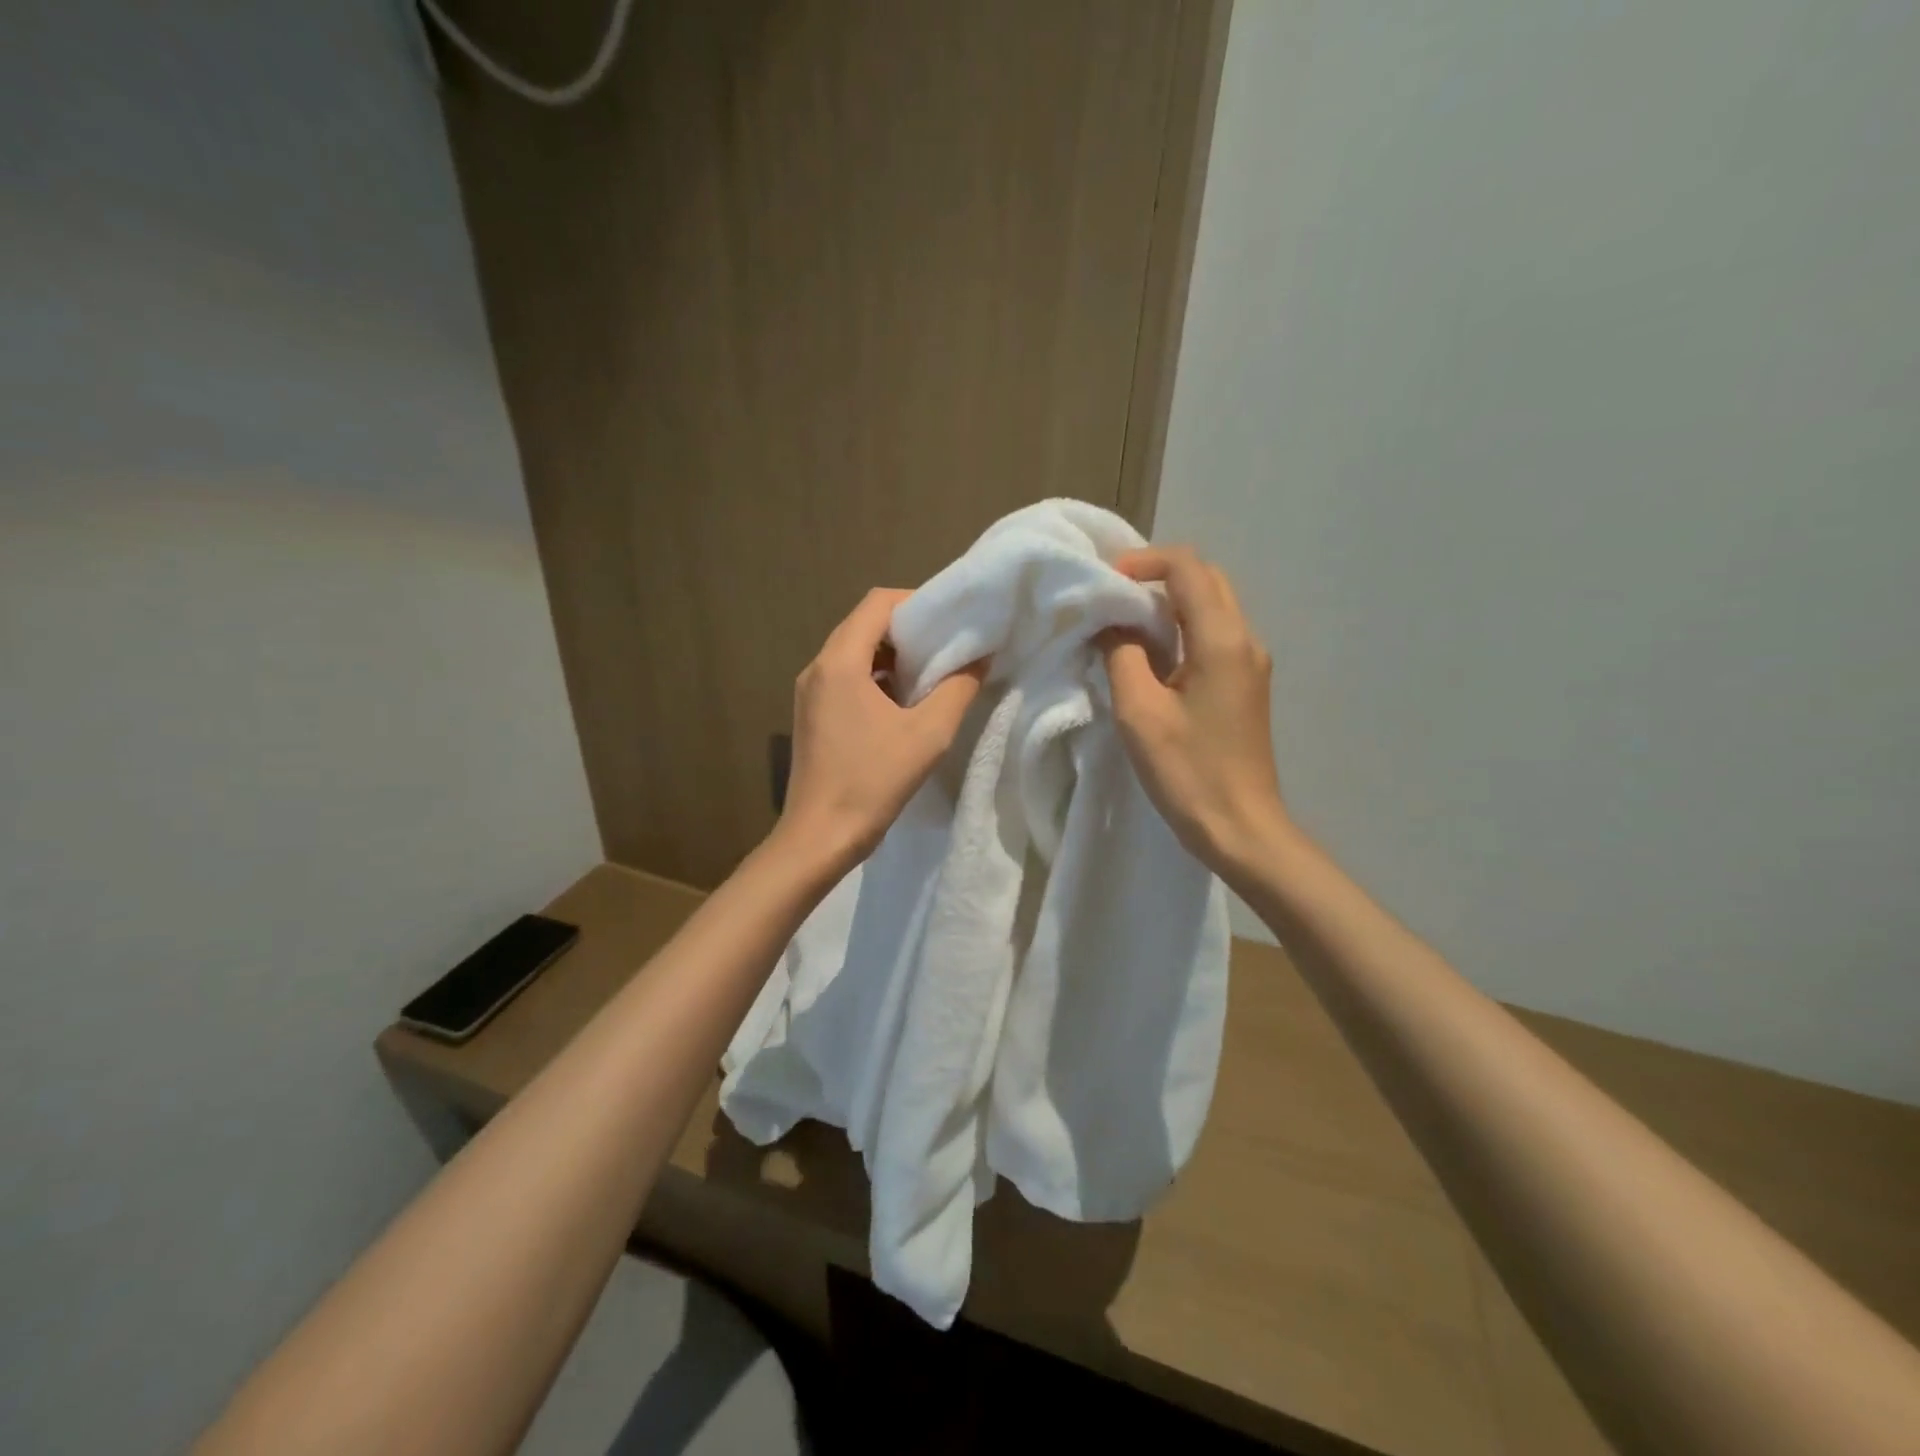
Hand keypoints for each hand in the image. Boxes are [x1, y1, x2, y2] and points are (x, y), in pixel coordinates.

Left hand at [775, 587, 984, 870]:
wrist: (819, 837)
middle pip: (864, 624)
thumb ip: (958, 688)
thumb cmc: (872, 782)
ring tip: (931, 674)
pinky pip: (846, 678)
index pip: (877, 603)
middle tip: (947, 645)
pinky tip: (904, 703)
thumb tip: (979, 657)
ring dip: (893, 655)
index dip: (917, 602)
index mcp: (839, 662)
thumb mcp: (927, 735)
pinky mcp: (812, 714)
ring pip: (855, 652)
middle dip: (908, 629)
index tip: (951, 621)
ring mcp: (810, 692)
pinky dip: (876, 678)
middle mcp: (818, 667)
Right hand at [1101, 547, 1290, 877]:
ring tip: (1123, 625)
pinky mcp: (1245, 685)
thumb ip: (1122, 655)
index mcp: (1222, 640)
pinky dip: (1180, 631)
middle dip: (1157, 578)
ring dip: (1168, 605)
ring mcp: (1250, 663)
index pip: (1187, 568)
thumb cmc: (1188, 772)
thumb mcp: (1140, 712)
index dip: (1144, 562)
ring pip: (1211, 608)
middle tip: (1112, 599)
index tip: (1106, 583)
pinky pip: (1213, 637)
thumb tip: (1112, 623)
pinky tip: (1150, 657)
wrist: (1241, 828)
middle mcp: (1245, 640)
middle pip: (1205, 580)